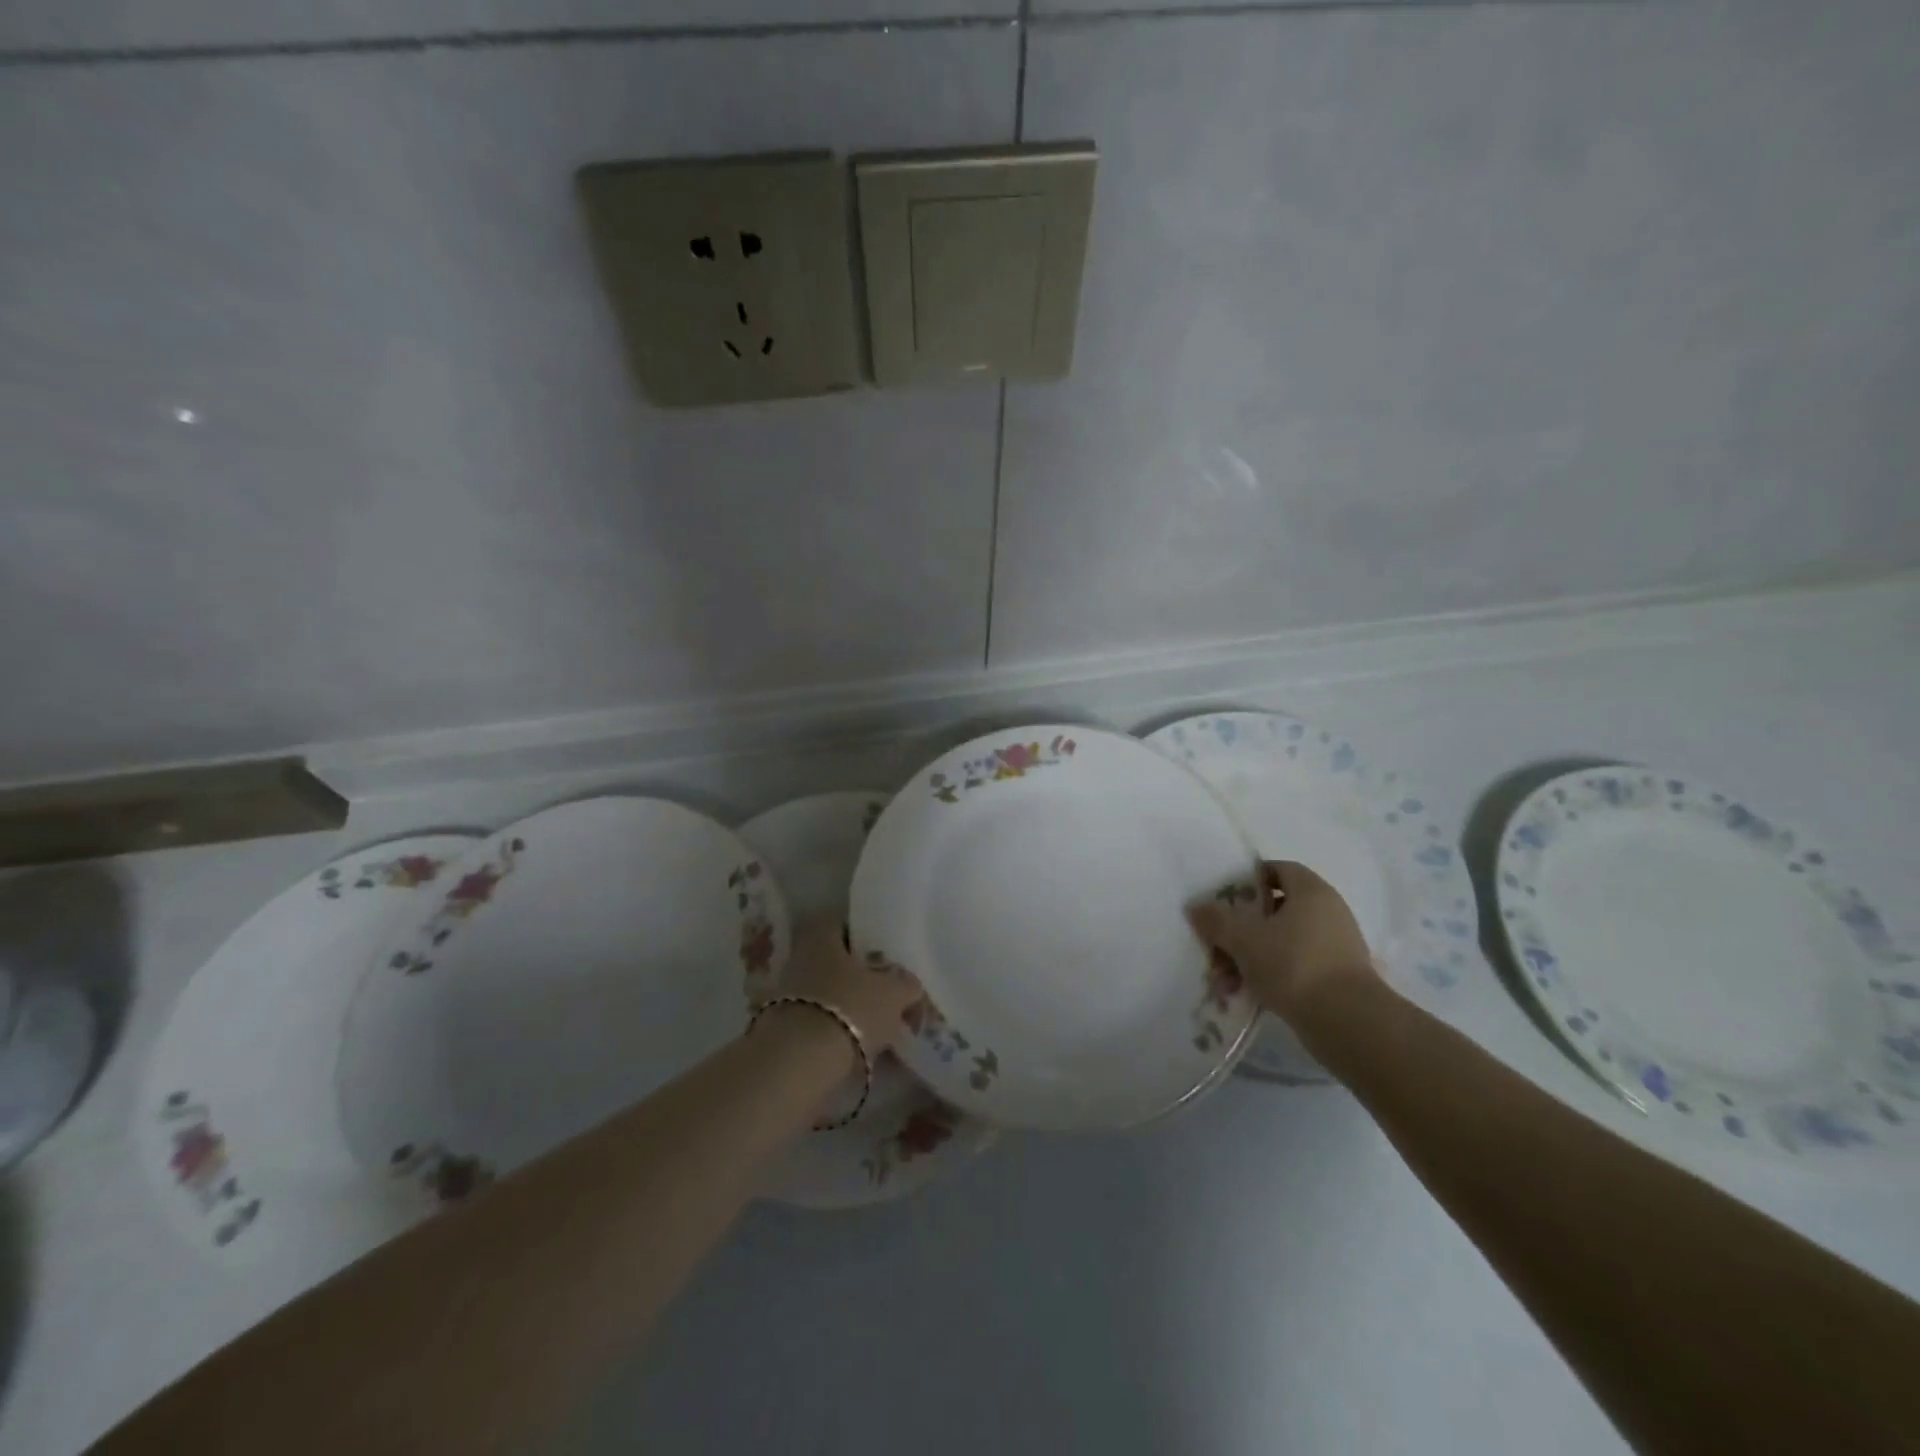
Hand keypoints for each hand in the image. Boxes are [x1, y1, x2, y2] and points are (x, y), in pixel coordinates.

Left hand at [771, 921, 922, 1056]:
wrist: (800, 1062)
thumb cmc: (851, 1008)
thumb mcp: (894, 992)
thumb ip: (906, 983)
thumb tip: (909, 985)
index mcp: (821, 936)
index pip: (845, 925)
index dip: (868, 938)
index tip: (888, 956)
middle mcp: (799, 959)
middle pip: (838, 962)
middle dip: (863, 979)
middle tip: (890, 995)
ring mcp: (787, 995)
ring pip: (830, 994)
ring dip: (853, 1007)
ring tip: (882, 1028)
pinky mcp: (783, 1029)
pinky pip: (820, 1022)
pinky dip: (840, 1031)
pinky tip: (861, 1048)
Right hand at [1187, 861, 1376, 1025]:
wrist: (1349, 1023)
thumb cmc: (1294, 965)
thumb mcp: (1244, 940)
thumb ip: (1217, 921)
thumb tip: (1196, 906)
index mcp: (1311, 892)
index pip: (1279, 869)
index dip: (1250, 880)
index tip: (1225, 899)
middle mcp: (1329, 912)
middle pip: (1276, 909)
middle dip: (1242, 929)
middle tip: (1218, 946)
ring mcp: (1337, 946)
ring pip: (1283, 941)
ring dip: (1251, 957)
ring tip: (1226, 981)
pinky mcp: (1339, 977)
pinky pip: (1296, 966)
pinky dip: (1272, 975)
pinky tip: (1248, 995)